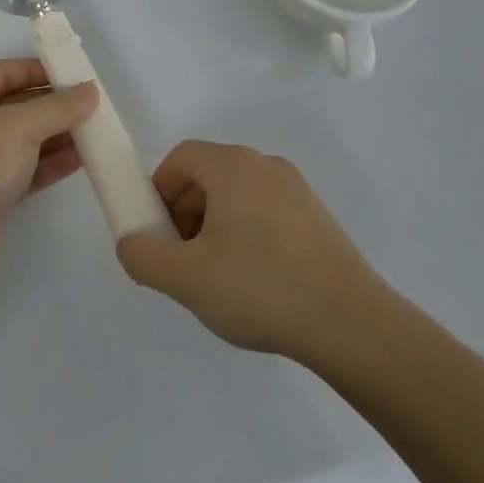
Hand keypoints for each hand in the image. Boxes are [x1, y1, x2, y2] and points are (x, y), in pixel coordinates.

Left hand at [0, 60, 97, 285]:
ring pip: (23, 139)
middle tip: (93, 106)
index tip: (76, 75)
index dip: (39, 70)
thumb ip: (59, 107)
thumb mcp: (20, 125)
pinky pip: (26, 168)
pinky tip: (82, 159)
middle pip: (16, 105)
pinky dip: (51, 163)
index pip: (4, 72)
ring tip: (96, 131)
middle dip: (54, 105)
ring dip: (57, 135)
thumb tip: (90, 90)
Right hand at [116, 141, 385, 360]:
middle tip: (183, 260)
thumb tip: (131, 243)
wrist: (352, 324)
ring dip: (214, 226)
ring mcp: (297, 189)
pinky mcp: (318, 216)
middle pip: (208, 175)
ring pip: (237, 195)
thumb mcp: (186, 279)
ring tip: (219, 277)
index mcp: (232, 166)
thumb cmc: (260, 289)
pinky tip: (256, 281)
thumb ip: (142, 256)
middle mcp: (265, 165)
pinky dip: (247, 234)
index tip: (157, 234)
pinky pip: (266, 211)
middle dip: (185, 213)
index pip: (180, 158)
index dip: (158, 191)